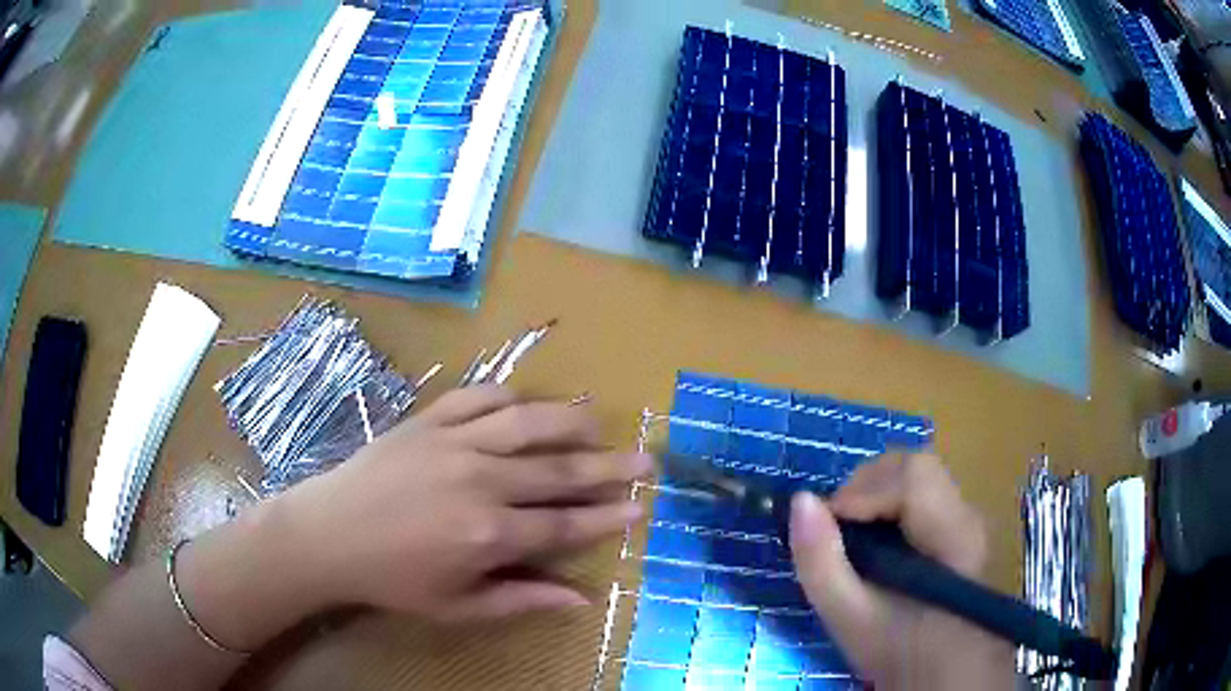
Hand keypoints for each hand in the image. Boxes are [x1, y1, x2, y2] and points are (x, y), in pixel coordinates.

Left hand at [273, 386, 650, 621]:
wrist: (328, 533)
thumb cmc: (393, 579)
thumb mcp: (457, 606)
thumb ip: (521, 600)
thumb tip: (581, 599)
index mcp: (488, 535)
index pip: (564, 524)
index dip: (606, 517)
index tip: (640, 507)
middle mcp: (480, 482)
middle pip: (558, 472)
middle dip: (608, 467)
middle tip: (646, 459)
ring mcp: (453, 443)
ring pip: (527, 424)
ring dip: (569, 421)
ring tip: (600, 420)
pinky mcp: (428, 420)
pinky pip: (478, 397)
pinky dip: (509, 396)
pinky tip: (527, 402)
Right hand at [789, 453, 1015, 689]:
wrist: (940, 670)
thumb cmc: (896, 648)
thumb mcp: (848, 616)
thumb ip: (820, 562)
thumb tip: (800, 501)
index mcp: (953, 537)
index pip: (913, 478)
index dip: (863, 490)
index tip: (827, 524)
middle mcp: (968, 514)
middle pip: (915, 466)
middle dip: (865, 486)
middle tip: (835, 526)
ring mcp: (967, 515)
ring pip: (916, 473)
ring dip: (874, 491)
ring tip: (851, 532)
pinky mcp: (959, 521)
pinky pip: (920, 489)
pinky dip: (887, 500)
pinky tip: (874, 537)